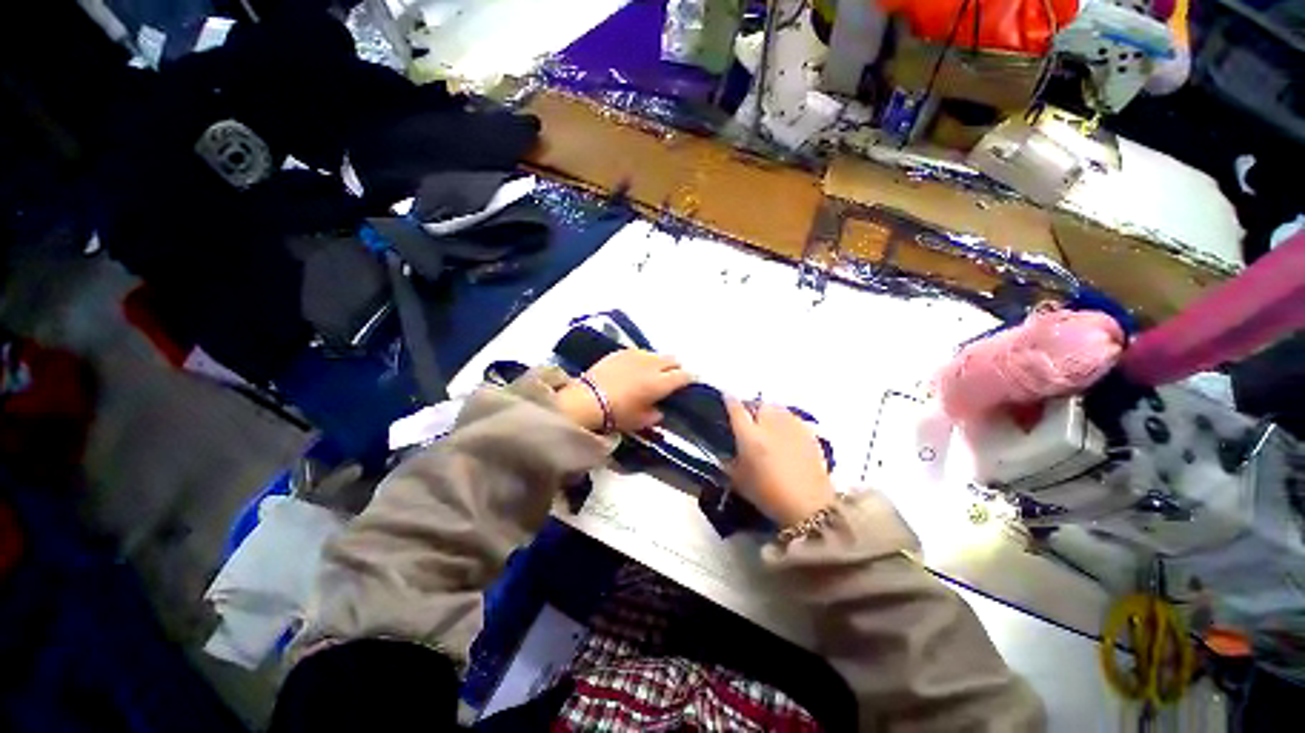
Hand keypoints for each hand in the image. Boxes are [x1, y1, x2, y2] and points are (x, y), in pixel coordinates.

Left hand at [556, 350, 691, 432]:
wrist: (587, 400)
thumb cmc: (617, 413)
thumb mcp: (640, 421)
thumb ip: (656, 415)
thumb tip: (659, 410)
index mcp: (660, 382)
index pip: (684, 376)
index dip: (690, 379)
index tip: (690, 383)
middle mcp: (652, 364)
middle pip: (673, 360)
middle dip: (675, 368)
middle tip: (670, 379)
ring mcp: (636, 355)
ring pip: (656, 355)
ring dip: (658, 363)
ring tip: (650, 373)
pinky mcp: (621, 352)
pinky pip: (638, 353)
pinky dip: (641, 360)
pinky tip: (633, 369)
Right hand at [725, 398, 835, 526]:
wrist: (809, 507)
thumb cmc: (769, 496)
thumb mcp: (740, 481)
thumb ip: (729, 463)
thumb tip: (723, 452)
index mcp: (750, 437)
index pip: (736, 409)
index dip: (729, 400)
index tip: (726, 396)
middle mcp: (770, 425)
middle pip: (759, 404)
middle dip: (752, 407)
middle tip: (749, 418)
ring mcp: (792, 427)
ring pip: (777, 408)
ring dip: (769, 412)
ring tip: (768, 423)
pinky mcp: (809, 433)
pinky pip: (793, 418)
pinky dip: (786, 420)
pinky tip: (786, 432)